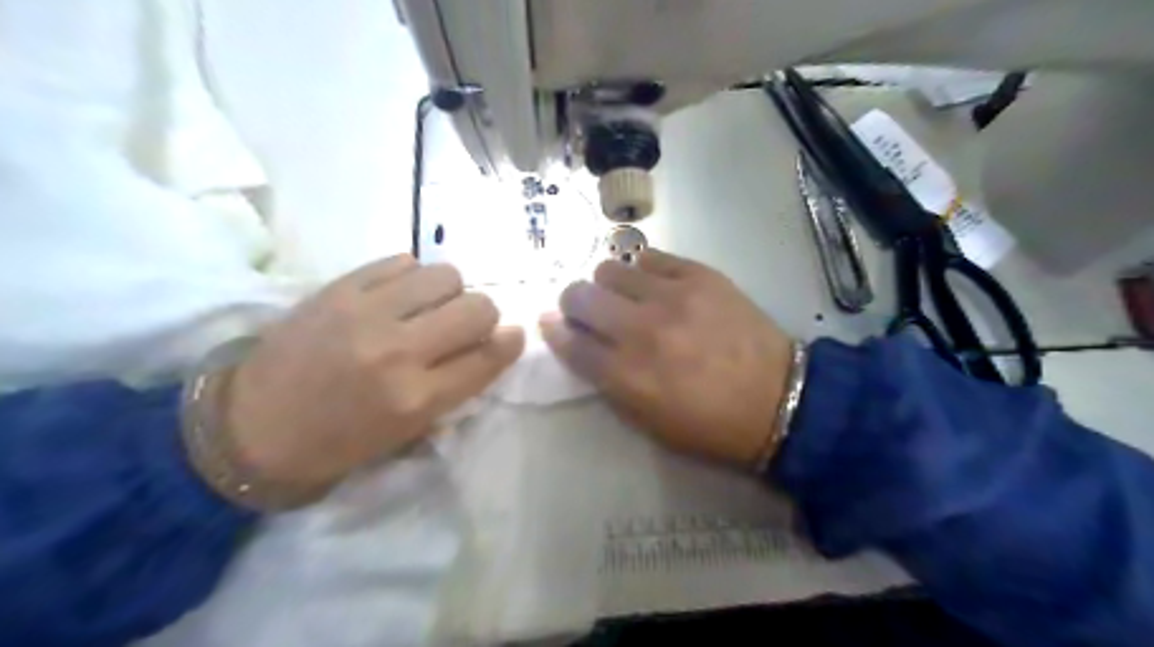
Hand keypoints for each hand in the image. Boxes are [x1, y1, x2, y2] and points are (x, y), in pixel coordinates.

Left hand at [219, 253, 525, 490]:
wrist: (250, 425)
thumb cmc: (337, 442)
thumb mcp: (407, 433)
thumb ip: (455, 387)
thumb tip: (491, 346)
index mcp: (417, 399)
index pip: (489, 356)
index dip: (509, 342)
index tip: (510, 336)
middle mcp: (399, 352)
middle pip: (478, 307)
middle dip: (481, 316)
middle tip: (462, 326)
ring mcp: (367, 313)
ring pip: (446, 275)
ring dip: (447, 292)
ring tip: (426, 307)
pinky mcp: (340, 287)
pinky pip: (403, 261)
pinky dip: (411, 276)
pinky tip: (396, 295)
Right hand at [541, 250, 793, 467]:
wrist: (779, 399)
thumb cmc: (709, 423)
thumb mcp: (647, 422)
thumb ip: (606, 382)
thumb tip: (576, 342)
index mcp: (628, 376)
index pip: (570, 341)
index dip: (555, 331)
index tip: (554, 324)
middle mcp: (642, 330)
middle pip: (580, 296)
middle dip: (575, 303)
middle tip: (590, 310)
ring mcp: (672, 297)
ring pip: (610, 269)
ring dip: (609, 285)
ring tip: (627, 297)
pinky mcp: (700, 275)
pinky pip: (651, 256)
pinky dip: (643, 270)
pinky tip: (656, 284)